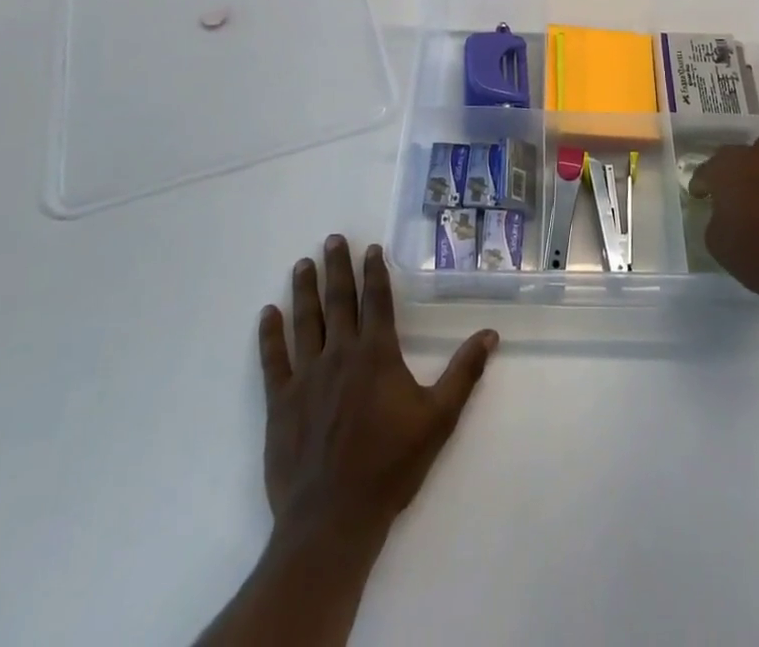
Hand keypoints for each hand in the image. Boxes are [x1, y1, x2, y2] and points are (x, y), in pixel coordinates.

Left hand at [257, 236, 497, 543]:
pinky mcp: (281, 402)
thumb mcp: (439, 419)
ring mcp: (307, 376)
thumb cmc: (390, 466)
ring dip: (304, 290)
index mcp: (377, 354)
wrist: (333, 518)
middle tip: (331, 239)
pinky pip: (274, 359)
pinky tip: (268, 313)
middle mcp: (340, 354)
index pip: (377, 301)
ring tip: (302, 264)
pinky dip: (270, 335)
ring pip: (305, 321)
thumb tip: (490, 334)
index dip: (375, 272)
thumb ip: (464, 373)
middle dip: (336, 267)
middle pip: (338, 301)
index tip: (371, 248)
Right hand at [689, 136, 758, 328]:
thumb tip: (722, 211)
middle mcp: (758, 157)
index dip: (701, 184)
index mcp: (729, 169)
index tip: (700, 196)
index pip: (706, 170)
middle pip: (736, 155)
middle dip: (729, 171)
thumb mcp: (718, 244)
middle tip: (729, 193)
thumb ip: (714, 217)